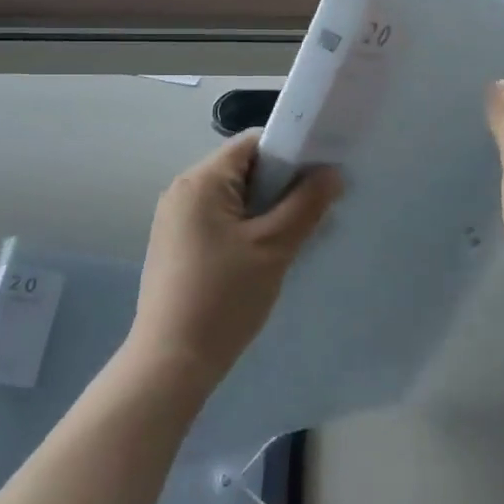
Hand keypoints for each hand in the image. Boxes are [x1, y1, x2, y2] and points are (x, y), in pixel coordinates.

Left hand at [132, 131, 341, 387]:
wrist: (171, 361)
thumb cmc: (224, 297)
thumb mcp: (274, 247)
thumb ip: (306, 204)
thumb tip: (332, 172)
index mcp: (201, 180)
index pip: (253, 143)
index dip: (290, 153)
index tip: (320, 177)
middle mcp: (182, 190)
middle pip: (242, 168)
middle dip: (280, 185)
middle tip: (311, 213)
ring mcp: (174, 218)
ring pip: (232, 197)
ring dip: (264, 209)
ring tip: (290, 239)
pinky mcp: (175, 244)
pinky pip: (217, 219)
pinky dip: (244, 227)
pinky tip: (261, 257)